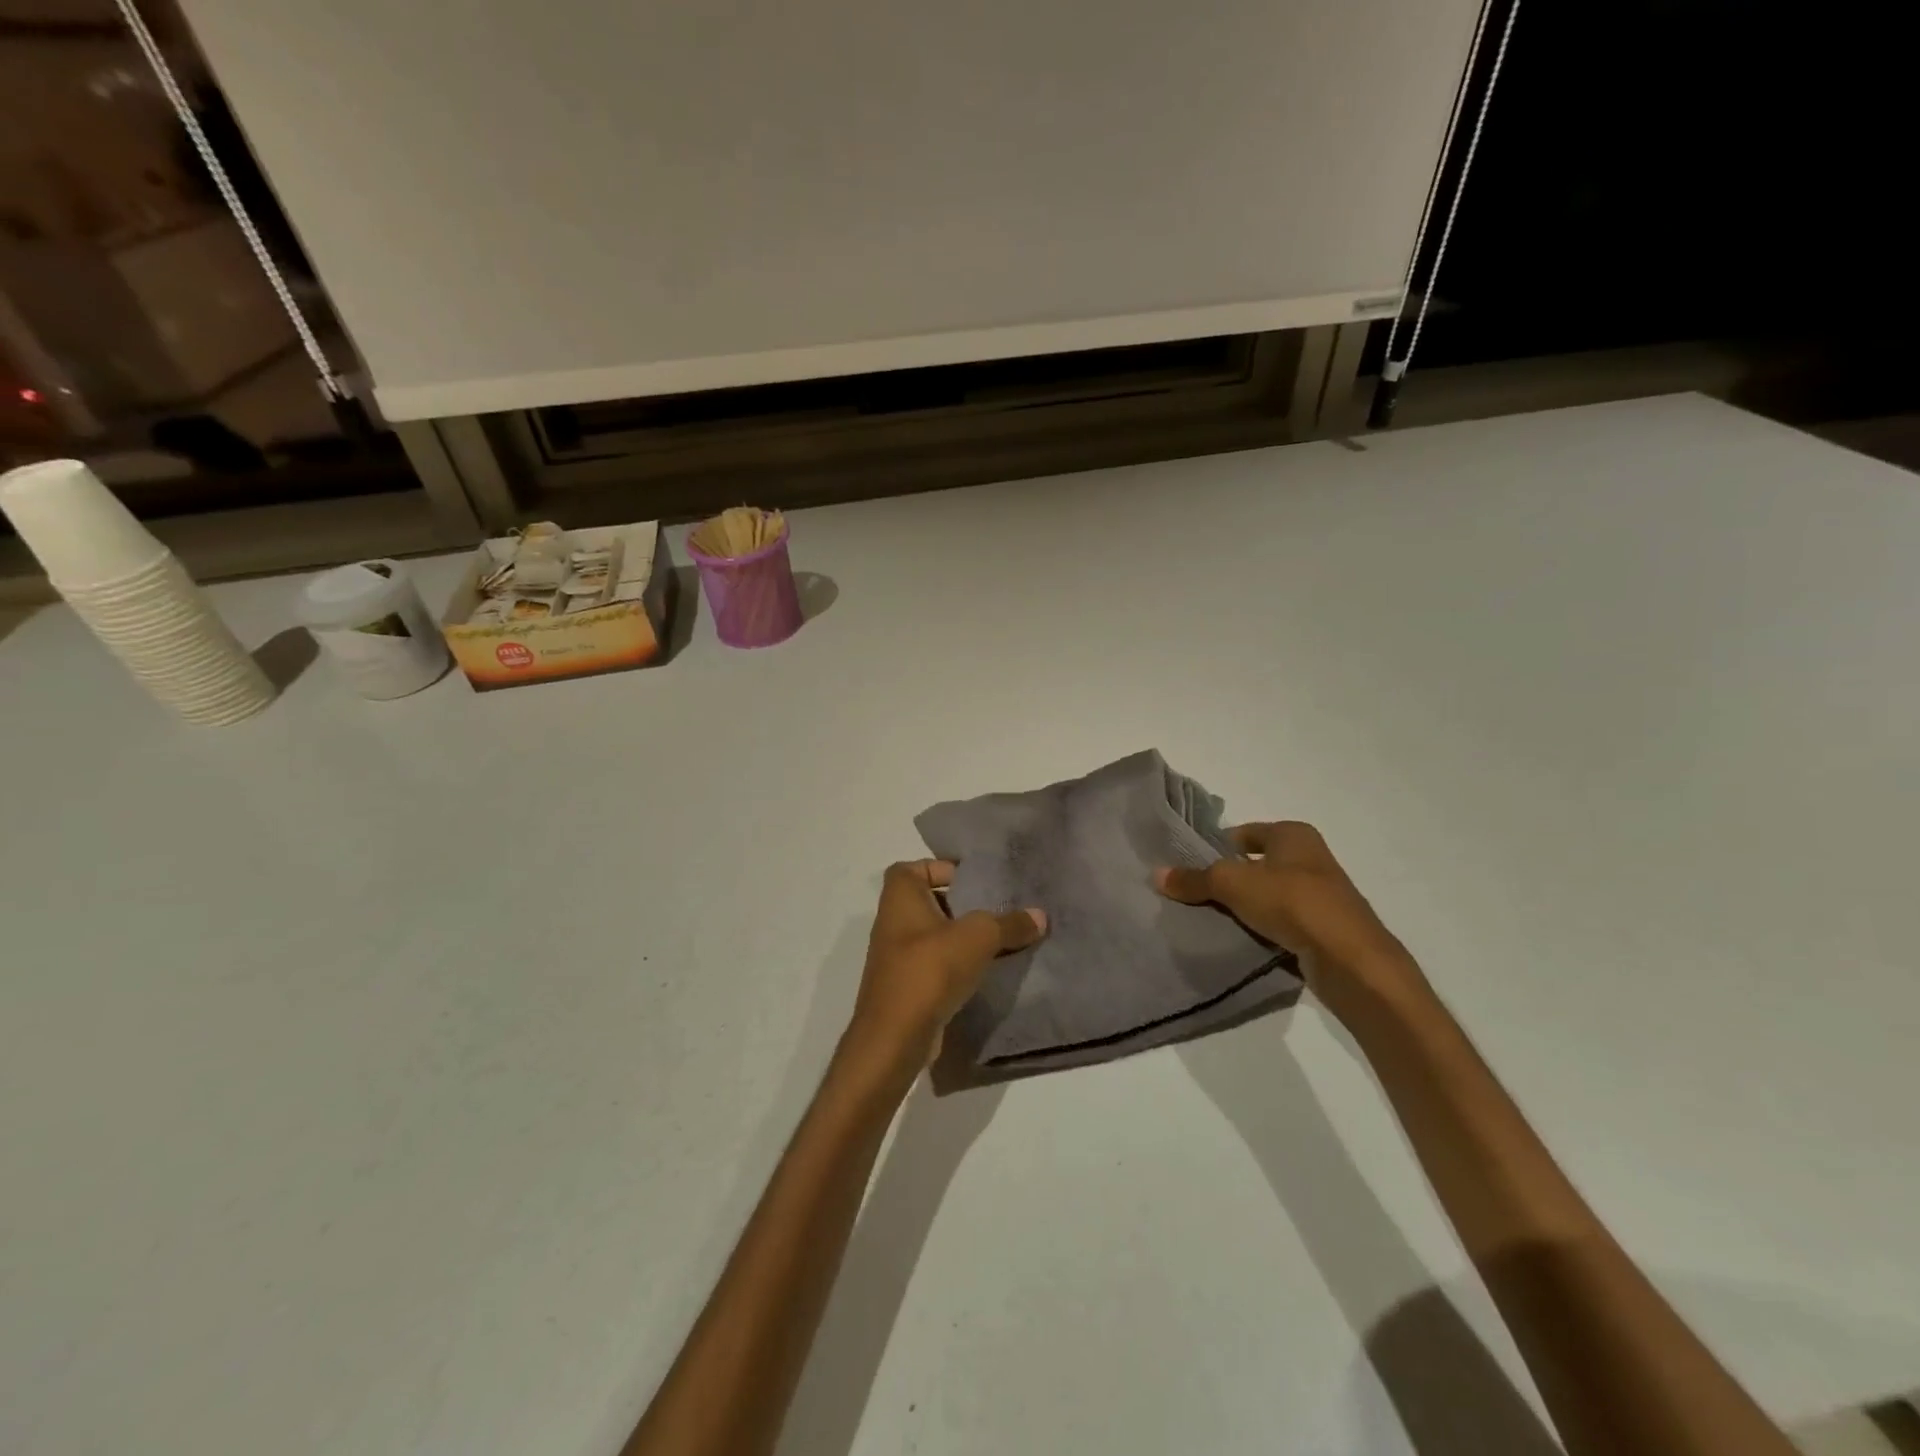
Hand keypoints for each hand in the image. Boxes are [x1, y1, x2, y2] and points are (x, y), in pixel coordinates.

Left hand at [842, 860, 1046, 1080]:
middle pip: (930, 902)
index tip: (975, 880)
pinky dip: (957, 965)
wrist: (895, 1037)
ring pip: (935, 936)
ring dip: (962, 938)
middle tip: (996, 908)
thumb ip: (1009, 923)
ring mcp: (897, 957)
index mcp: (900, 897)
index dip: (943, 868)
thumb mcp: (978, 937)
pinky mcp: (907, 987)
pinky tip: (986, 972)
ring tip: (999, 940)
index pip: (915, 868)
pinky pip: (936, 965)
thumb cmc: (929, 969)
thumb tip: (1040, 916)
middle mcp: (893, 922)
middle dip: (962, 904)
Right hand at [1155, 822, 1420, 1010]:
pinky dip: (1264, 927)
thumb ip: (1195, 879)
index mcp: (1294, 834)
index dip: (1217, 845)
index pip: (1245, 832)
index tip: (1191, 865)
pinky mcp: (1324, 928)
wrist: (1350, 959)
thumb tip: (1157, 874)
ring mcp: (1321, 895)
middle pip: (1257, 863)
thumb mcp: (1232, 884)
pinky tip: (1242, 939)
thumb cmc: (1292, 902)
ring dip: (1246, 905)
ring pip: (1270, 894)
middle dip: (1229, 877)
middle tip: (1195, 893)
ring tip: (1212, 918)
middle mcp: (1310, 858)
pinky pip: (1283, 922)